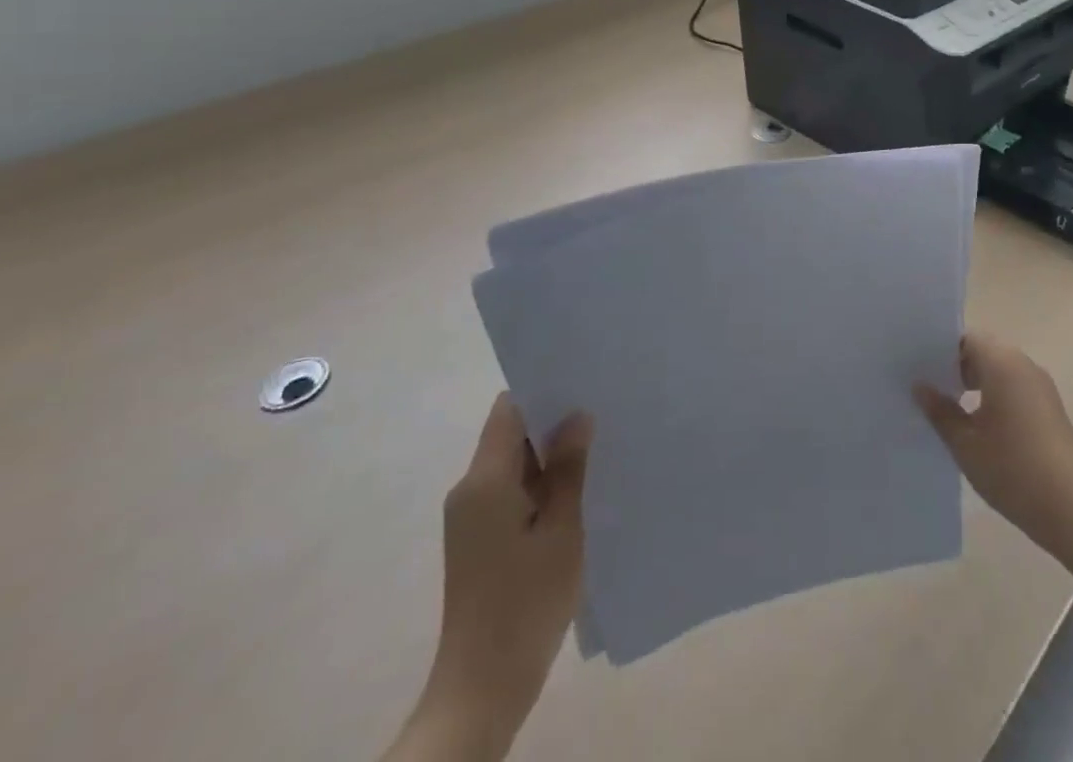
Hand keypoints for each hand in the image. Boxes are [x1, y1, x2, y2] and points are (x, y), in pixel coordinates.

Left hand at [400, 396, 592, 761]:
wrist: (482, 689)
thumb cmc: (526, 602)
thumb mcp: (562, 529)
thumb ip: (569, 468)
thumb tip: (577, 415)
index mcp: (484, 480)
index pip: (509, 408)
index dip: (544, 391)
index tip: (583, 384)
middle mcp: (469, 490)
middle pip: (510, 434)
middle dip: (553, 423)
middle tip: (602, 412)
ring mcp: (471, 518)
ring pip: (513, 464)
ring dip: (549, 456)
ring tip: (598, 447)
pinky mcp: (479, 541)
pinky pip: (510, 492)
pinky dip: (540, 485)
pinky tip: (577, 492)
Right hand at [915, 333, 1072, 560]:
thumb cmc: (1013, 469)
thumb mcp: (965, 443)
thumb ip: (940, 411)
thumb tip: (920, 387)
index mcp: (1002, 363)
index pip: (966, 338)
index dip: (940, 349)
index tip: (918, 366)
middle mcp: (1023, 364)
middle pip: (983, 350)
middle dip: (955, 366)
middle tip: (926, 387)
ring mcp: (1040, 386)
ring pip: (999, 370)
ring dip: (974, 382)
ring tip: (947, 407)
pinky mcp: (1049, 408)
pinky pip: (1013, 387)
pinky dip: (993, 395)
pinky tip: (976, 424)